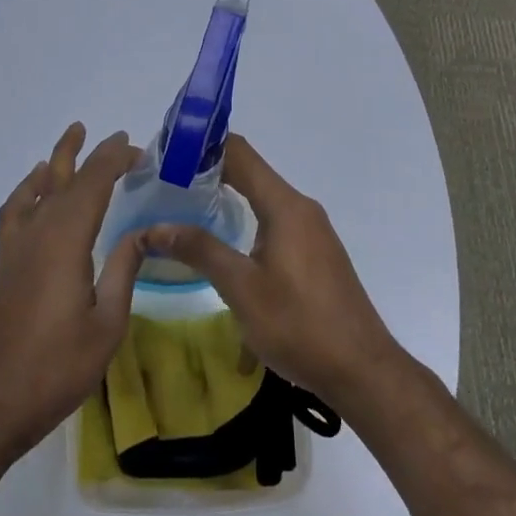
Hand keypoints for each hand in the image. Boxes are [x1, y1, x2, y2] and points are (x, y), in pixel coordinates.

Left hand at [0, 123, 146, 457]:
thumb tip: (142, 233)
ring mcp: (15, 248)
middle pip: (66, 180)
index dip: (115, 160)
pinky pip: (15, 211)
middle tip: (118, 138)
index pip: (93, 184)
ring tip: (72, 139)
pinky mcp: (3, 265)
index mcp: (66, 242)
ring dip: (57, 162)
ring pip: (37, 189)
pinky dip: (27, 191)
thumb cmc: (55, 370)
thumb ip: (124, 272)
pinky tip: (36, 191)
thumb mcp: (107, 325)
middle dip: (93, 156)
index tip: (138, 149)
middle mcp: (37, 234)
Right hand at [145, 134, 404, 411]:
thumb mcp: (242, 288)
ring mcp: (311, 231)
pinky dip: (245, 219)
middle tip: (163, 181)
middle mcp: (301, 208)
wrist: (361, 370)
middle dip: (207, 172)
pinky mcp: (315, 253)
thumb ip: (199, 250)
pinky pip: (273, 220)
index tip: (166, 151)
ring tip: (183, 207)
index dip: (203, 145)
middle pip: (250, 173)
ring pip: (262, 198)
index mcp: (285, 206)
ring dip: (226, 197)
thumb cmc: (299, 325)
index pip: (240, 153)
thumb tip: (153, 227)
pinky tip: (221, 243)